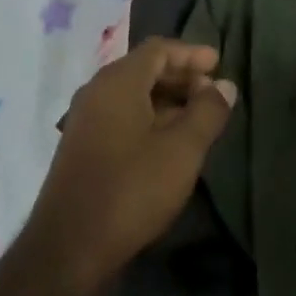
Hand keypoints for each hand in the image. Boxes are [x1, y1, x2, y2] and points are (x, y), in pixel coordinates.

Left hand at [27, 39, 237, 283]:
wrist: (71, 245)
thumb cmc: (132, 189)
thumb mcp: (182, 150)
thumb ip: (207, 112)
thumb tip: (224, 85)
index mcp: (117, 82)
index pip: (157, 49)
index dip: (191, 53)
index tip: (219, 64)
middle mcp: (96, 91)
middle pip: (143, 69)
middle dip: (180, 75)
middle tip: (213, 92)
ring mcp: (85, 119)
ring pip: (131, 94)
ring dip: (166, 99)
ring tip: (198, 118)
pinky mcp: (82, 145)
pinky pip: (120, 115)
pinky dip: (148, 116)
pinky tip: (168, 141)